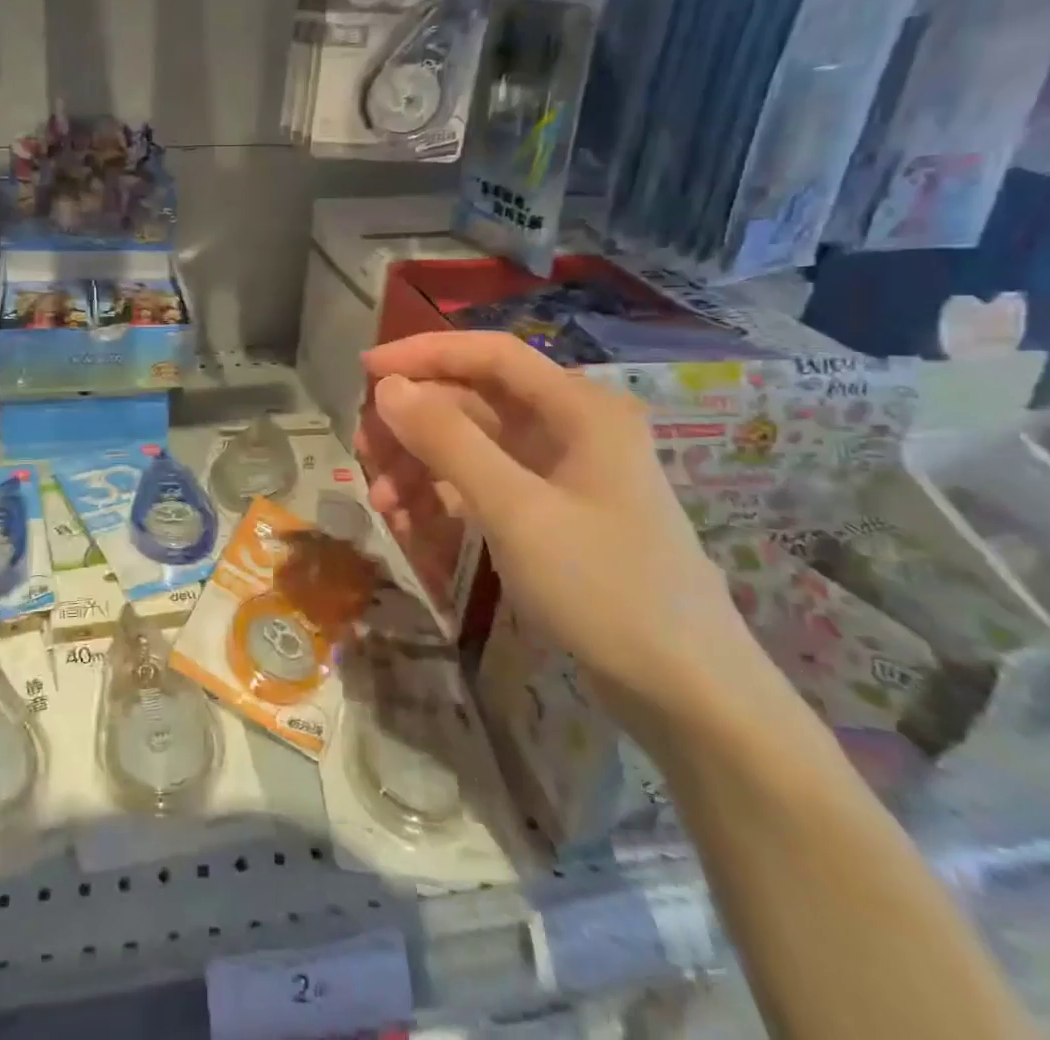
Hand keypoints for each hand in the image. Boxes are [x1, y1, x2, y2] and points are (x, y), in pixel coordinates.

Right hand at [358, 332, 765, 733]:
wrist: (687, 696)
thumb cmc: (605, 588)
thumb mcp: (515, 510)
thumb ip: (448, 441)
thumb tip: (389, 388)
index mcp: (578, 409)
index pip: (488, 354)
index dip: (423, 353)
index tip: (364, 371)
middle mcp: (570, 428)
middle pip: (473, 402)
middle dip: (413, 425)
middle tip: (363, 455)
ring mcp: (561, 472)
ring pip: (471, 446)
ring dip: (420, 466)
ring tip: (382, 505)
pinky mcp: (550, 512)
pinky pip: (483, 485)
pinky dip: (444, 498)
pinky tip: (411, 526)